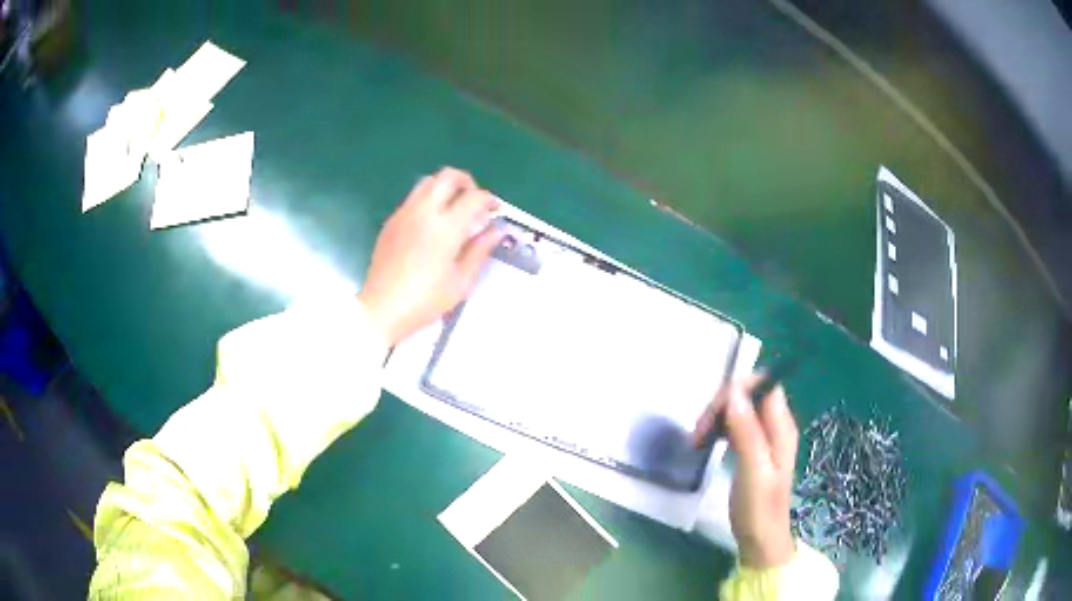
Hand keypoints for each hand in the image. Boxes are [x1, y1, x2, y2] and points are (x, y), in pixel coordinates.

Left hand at [358, 168, 502, 345]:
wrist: (382, 309)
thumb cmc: (426, 301)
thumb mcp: (461, 281)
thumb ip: (480, 250)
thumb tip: (497, 230)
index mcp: (445, 227)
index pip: (474, 197)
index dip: (489, 199)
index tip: (494, 210)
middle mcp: (424, 212)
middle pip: (448, 176)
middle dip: (466, 182)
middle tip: (474, 202)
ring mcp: (404, 214)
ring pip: (428, 182)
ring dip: (445, 188)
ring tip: (453, 210)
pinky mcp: (391, 222)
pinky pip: (413, 198)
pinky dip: (428, 200)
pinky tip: (431, 225)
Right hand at [694, 375, 798, 568]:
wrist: (760, 538)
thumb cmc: (758, 508)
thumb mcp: (753, 470)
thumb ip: (746, 431)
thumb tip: (733, 392)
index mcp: (781, 426)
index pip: (765, 383)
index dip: (739, 388)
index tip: (714, 411)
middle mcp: (775, 425)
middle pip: (748, 394)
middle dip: (721, 405)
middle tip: (700, 433)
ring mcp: (764, 436)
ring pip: (739, 408)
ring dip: (716, 417)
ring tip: (698, 440)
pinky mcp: (752, 447)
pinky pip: (734, 423)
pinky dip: (718, 428)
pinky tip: (706, 443)